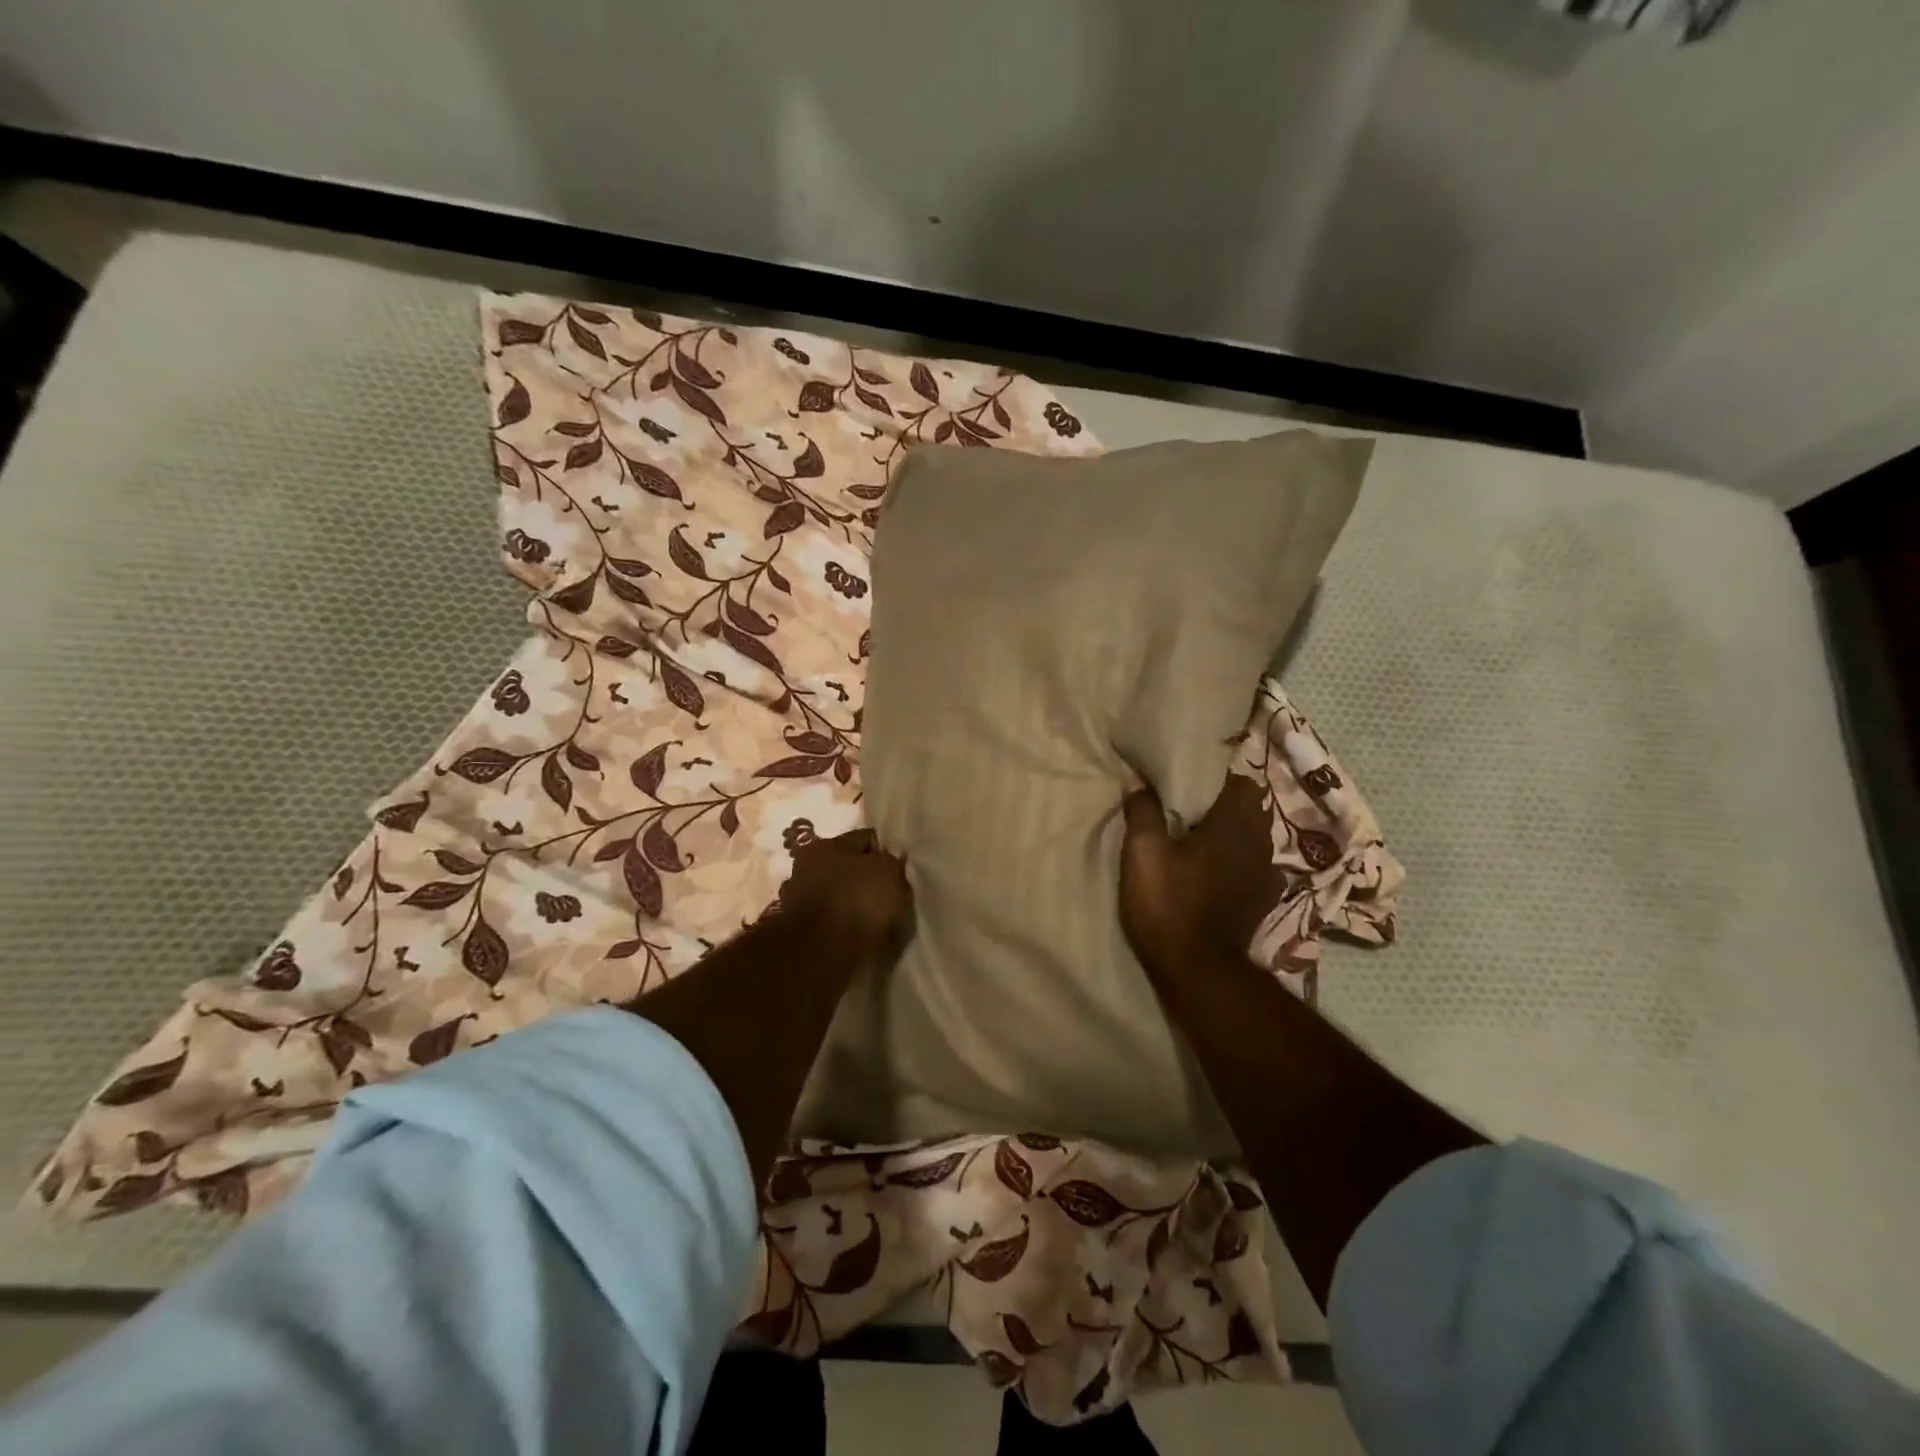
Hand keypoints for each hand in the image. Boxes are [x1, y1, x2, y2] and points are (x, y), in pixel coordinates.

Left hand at [778, 828, 913, 966]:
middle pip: (845, 867)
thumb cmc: (857, 901)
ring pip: (836, 895)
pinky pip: (830, 921)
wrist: (822, 954)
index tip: (899, 870)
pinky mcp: (799, 932)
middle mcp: (805, 868)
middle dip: (864, 878)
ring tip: (875, 919)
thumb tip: (889, 864)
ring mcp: (798, 901)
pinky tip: (859, 935)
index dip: (884, 852)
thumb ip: (891, 862)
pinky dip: (842, 926)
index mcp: (824, 846)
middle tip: (888, 894)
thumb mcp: (888, 872)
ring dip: (851, 903)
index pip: (863, 839)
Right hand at [1119, 773, 1282, 981]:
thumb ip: (1143, 811)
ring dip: (1231, 829)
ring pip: (1253, 835)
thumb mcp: (1143, 852)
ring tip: (1201, 830)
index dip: (1219, 772)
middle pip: (1249, 806)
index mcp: (1234, 823)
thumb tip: (1138, 778)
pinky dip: (1236, 857)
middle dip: (1224, 799)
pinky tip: (1214, 867)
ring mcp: (1265, 873)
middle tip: (1190, 799)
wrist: (1197, 971)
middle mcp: (1259, 842)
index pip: (1241, 779)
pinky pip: (1252, 863)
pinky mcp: (1262, 899)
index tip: (1193, 771)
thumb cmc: (1168, 903)